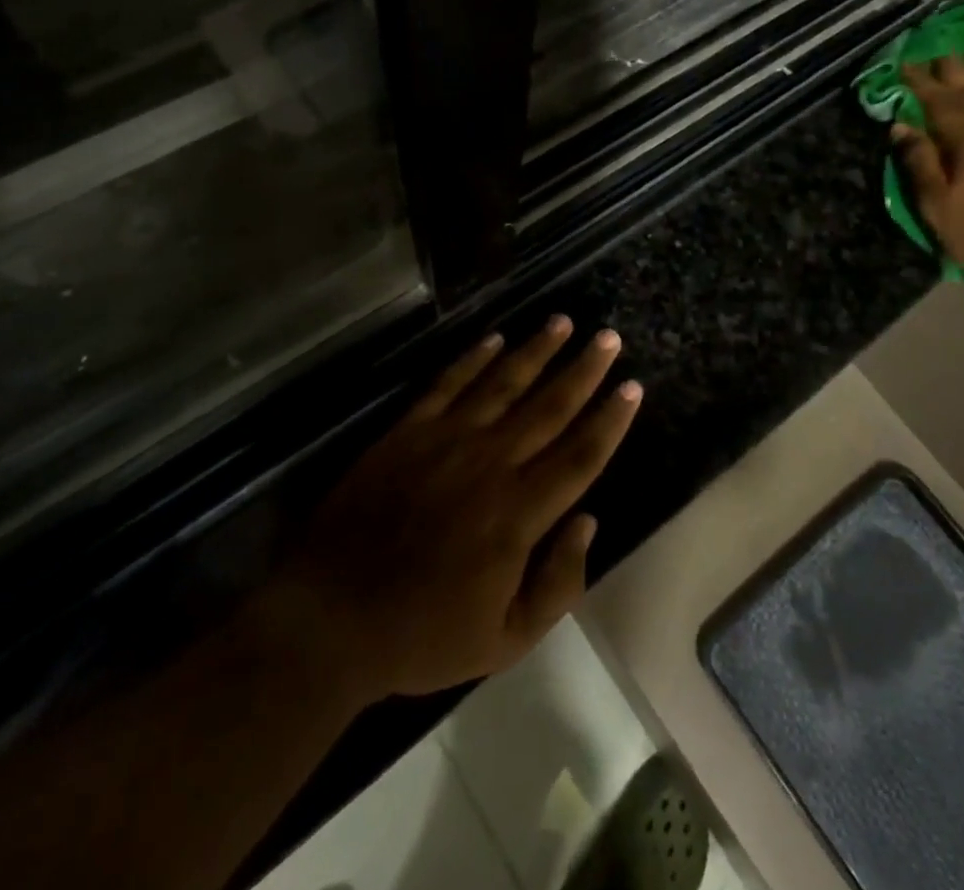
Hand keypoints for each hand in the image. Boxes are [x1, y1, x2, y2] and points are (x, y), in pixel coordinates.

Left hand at [274, 318, 641, 700]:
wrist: (331, 617)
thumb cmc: (423, 635)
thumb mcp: (505, 641)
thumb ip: (557, 584)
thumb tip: (588, 521)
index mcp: (519, 513)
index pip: (581, 455)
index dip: (611, 419)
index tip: (632, 386)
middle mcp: (491, 463)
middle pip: (550, 407)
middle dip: (584, 370)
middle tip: (608, 337)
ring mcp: (447, 440)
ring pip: (503, 383)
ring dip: (536, 350)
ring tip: (563, 321)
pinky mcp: (408, 431)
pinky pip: (449, 384)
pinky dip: (474, 358)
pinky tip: (494, 337)